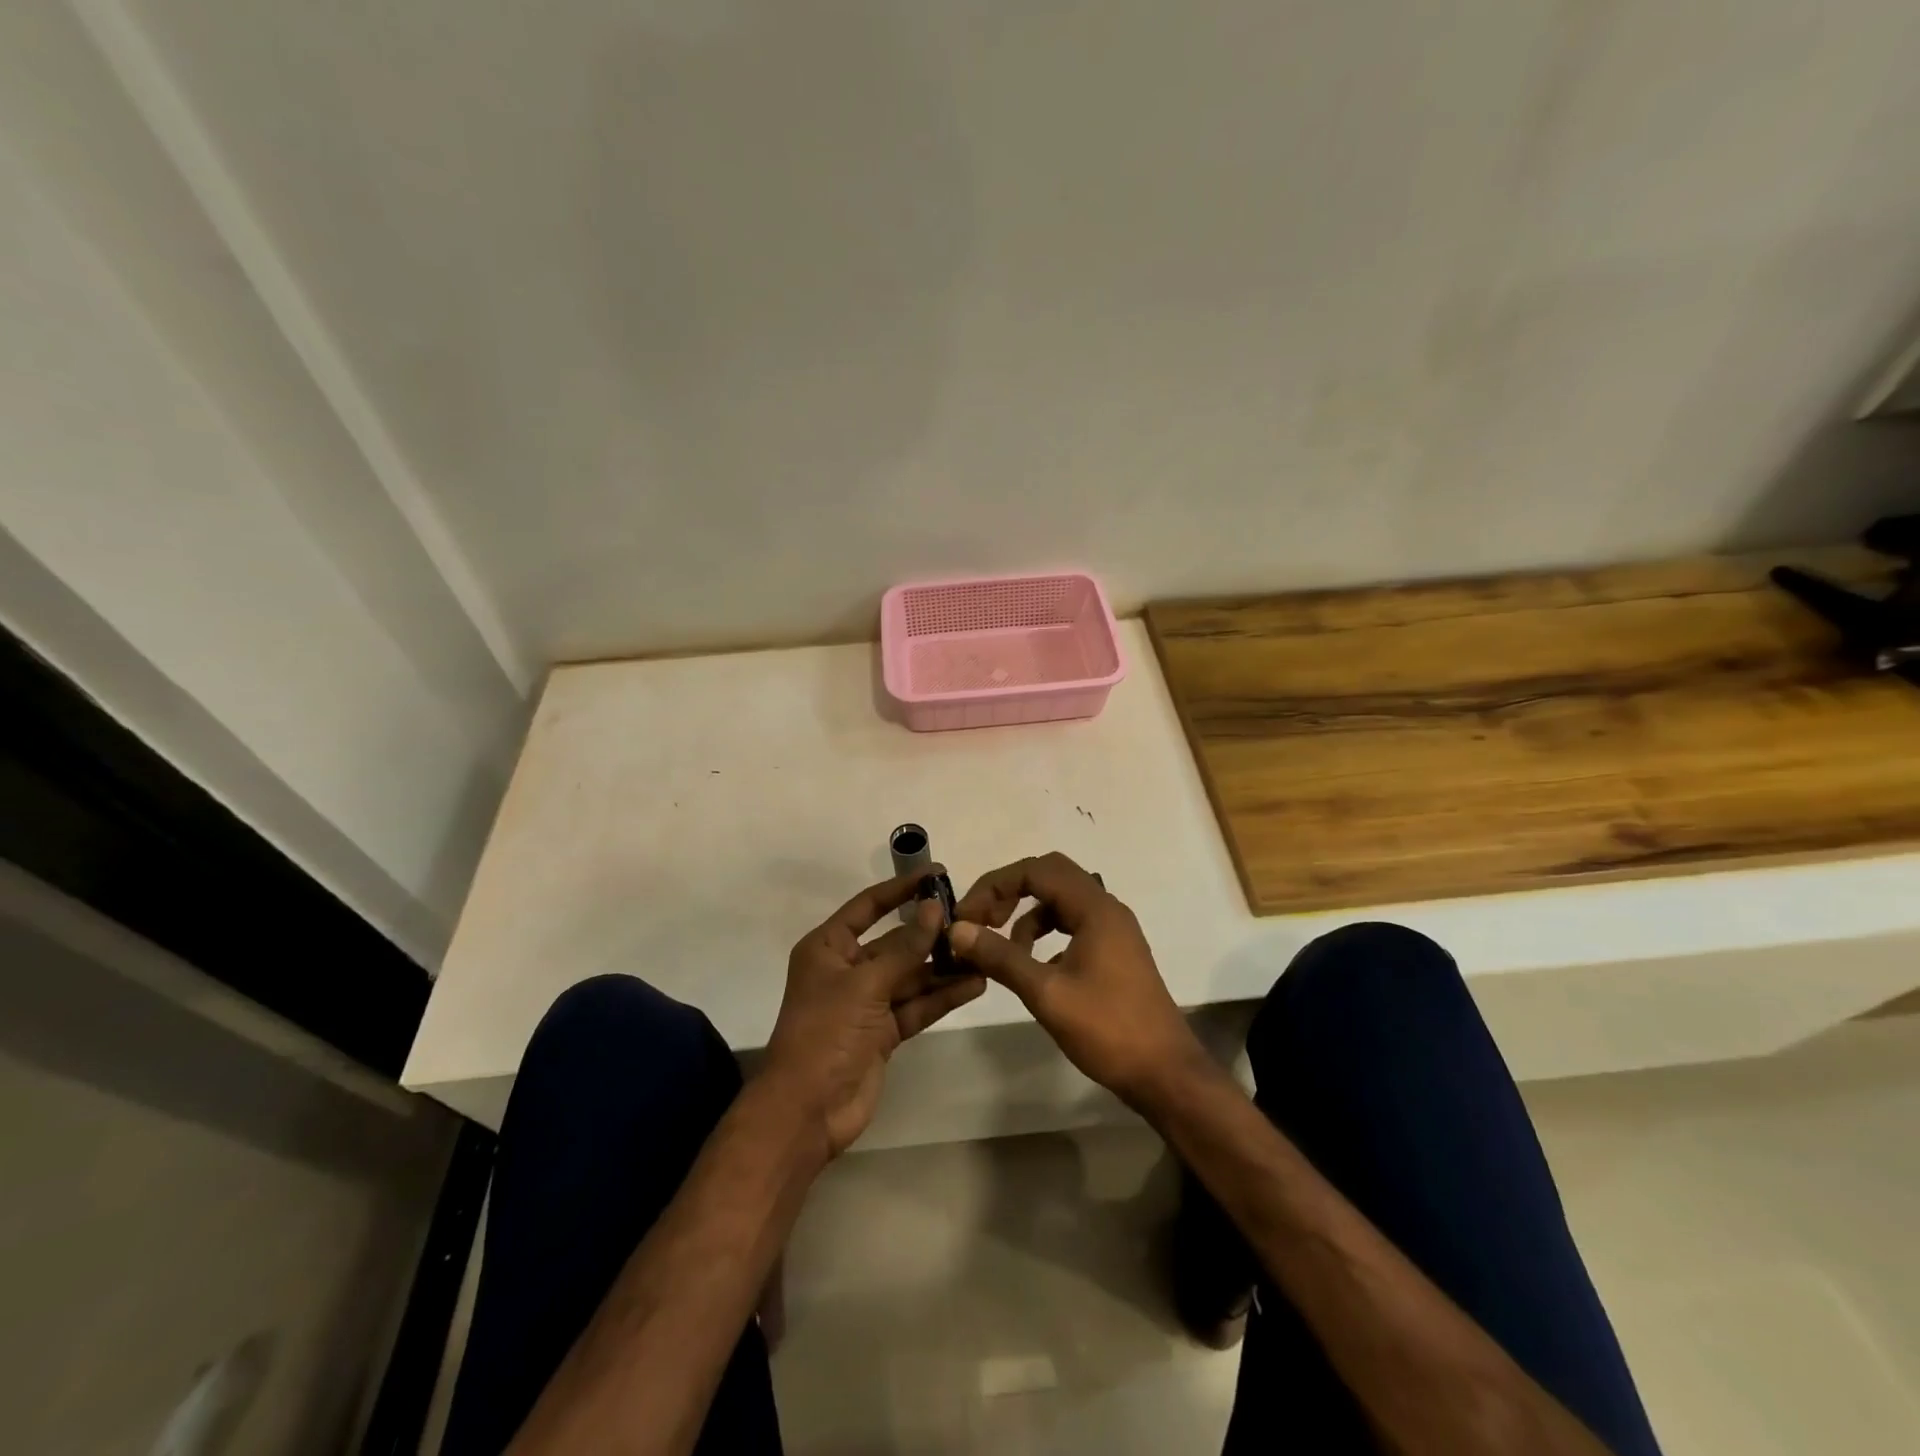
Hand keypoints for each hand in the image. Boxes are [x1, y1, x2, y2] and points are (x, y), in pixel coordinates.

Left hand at [761, 869, 985, 1156]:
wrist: (807, 1111)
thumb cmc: (825, 1033)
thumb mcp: (865, 984)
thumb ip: (905, 948)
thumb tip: (935, 908)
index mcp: (829, 948)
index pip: (869, 906)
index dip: (901, 889)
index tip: (937, 874)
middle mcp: (848, 969)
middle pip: (895, 942)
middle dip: (930, 932)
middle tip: (973, 919)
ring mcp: (867, 1002)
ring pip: (911, 975)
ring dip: (943, 966)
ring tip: (983, 952)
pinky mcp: (883, 1032)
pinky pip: (917, 1005)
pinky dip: (942, 995)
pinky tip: (975, 984)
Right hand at [948, 852, 1208, 1110]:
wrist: (1165, 1073)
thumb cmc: (1107, 1029)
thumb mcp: (1046, 993)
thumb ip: (1001, 956)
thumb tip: (957, 930)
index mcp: (1095, 908)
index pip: (1036, 870)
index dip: (995, 885)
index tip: (967, 916)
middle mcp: (1107, 908)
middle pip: (1050, 876)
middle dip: (1010, 892)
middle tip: (982, 921)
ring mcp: (1114, 930)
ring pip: (1061, 902)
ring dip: (1027, 916)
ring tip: (1004, 951)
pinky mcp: (1115, 952)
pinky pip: (1073, 925)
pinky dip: (1046, 935)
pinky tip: (1034, 967)